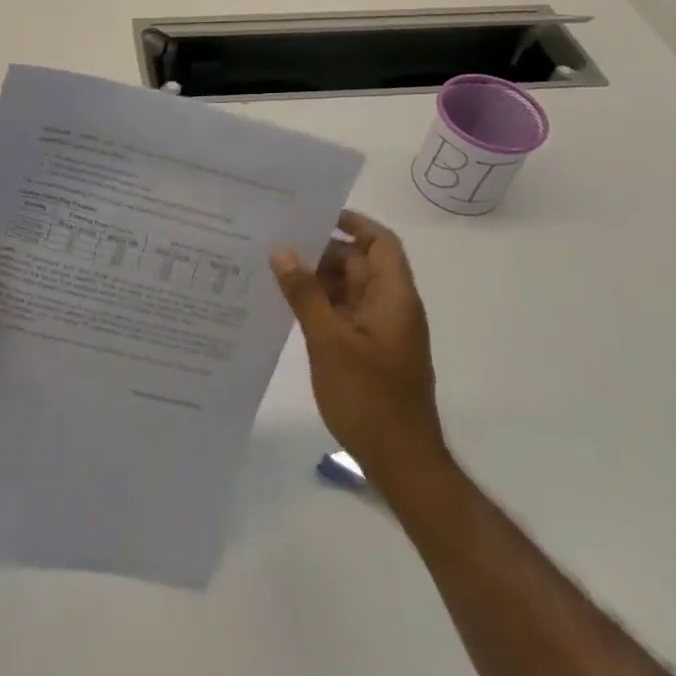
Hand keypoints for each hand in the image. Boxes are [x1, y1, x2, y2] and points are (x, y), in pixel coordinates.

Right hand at [271, 210, 445, 488]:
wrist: (400, 461)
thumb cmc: (369, 397)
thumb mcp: (329, 341)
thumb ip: (305, 294)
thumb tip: (284, 250)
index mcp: (393, 297)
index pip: (381, 243)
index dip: (354, 223)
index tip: (315, 215)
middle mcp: (391, 307)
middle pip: (361, 264)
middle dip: (324, 252)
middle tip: (279, 243)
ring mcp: (382, 332)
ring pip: (350, 290)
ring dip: (319, 280)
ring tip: (275, 270)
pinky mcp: (370, 352)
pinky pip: (345, 314)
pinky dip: (321, 305)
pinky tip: (288, 307)